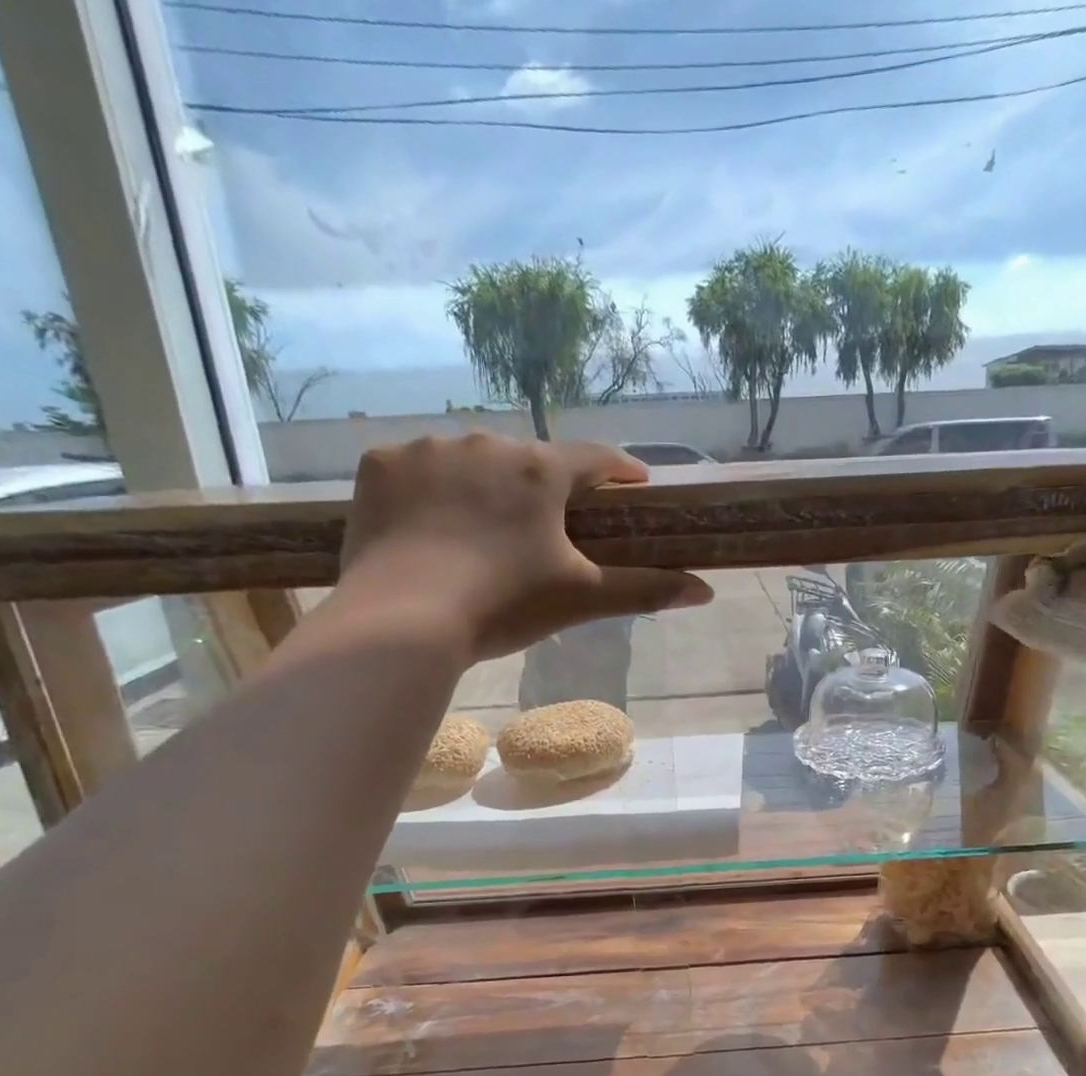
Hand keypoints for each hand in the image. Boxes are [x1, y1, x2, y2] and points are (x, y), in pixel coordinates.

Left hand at [333, 432, 713, 659]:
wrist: (403, 621)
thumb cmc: (503, 606)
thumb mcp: (579, 599)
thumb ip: (645, 590)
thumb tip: (706, 592)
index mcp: (541, 470)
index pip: (595, 458)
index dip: (619, 471)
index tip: (632, 484)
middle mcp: (487, 443)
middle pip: (529, 460)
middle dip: (542, 488)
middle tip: (542, 529)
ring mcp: (427, 450)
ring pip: (470, 461)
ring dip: (482, 486)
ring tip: (477, 532)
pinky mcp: (380, 466)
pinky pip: (415, 470)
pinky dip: (426, 492)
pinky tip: (425, 527)